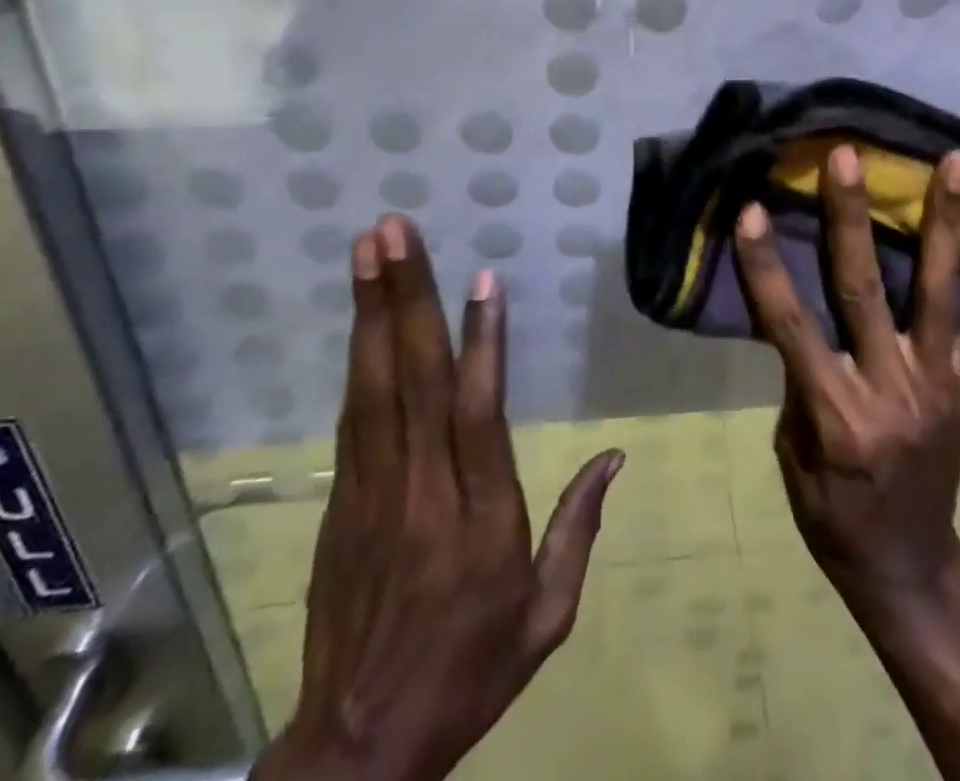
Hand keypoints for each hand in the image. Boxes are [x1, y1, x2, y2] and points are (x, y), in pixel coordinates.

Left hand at [253, 215, 624, 780]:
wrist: (358, 746)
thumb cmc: (469, 671)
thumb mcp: (547, 616)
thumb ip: (579, 529)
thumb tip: (615, 456)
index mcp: (480, 517)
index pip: (478, 413)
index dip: (481, 342)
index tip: (482, 280)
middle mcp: (422, 489)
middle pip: (413, 379)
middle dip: (406, 297)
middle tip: (393, 230)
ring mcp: (373, 490)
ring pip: (374, 384)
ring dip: (372, 310)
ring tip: (368, 248)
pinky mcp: (344, 498)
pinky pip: (353, 414)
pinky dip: (358, 356)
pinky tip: (362, 314)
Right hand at [733, 145, 959, 600]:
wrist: (905, 566)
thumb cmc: (832, 514)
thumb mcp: (793, 455)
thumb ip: (800, 380)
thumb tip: (800, 314)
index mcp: (835, 412)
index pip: (790, 325)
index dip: (768, 266)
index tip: (752, 208)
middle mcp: (890, 387)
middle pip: (864, 289)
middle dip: (851, 217)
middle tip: (848, 155)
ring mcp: (939, 383)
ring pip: (941, 291)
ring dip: (947, 222)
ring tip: (957, 162)